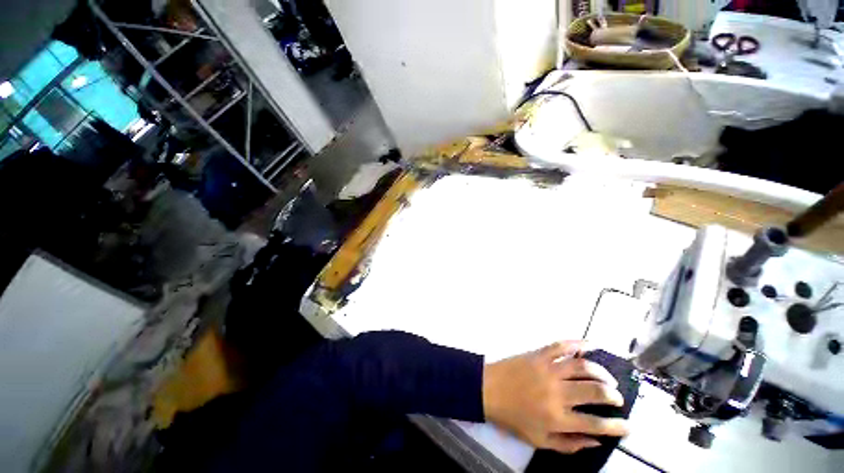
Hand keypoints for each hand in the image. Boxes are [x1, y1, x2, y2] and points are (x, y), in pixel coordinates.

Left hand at [482, 341, 628, 453]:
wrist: (488, 389)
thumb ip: (569, 445)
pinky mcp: (538, 355)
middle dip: (613, 395)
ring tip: (608, 378)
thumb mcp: (540, 441)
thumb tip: (596, 440)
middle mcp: (556, 393)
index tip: (628, 426)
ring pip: (583, 366)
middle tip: (617, 397)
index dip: (617, 427)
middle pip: (595, 391)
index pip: (596, 424)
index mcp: (557, 418)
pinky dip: (577, 343)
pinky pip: (561, 346)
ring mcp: (547, 370)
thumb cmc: (512, 417)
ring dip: (601, 371)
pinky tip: (590, 344)